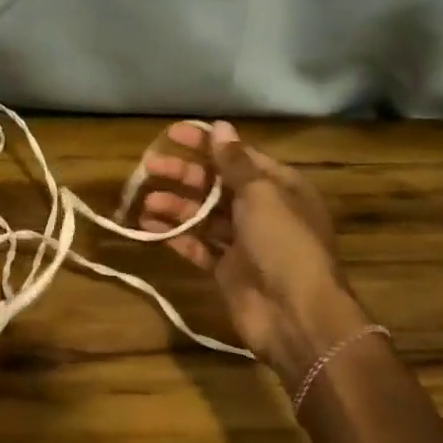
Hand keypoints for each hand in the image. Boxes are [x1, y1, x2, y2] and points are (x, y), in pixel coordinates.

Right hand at [138, 121, 366, 384]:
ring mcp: (244, 242)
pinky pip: (197, 246)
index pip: (237, 156)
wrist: (297, 315)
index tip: (172, 134)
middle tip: (149, 167)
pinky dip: (175, 236)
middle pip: (216, 185)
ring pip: (204, 216)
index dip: (205, 144)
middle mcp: (262, 211)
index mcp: (279, 186)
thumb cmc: (283, 243)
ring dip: (175, 206)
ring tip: (146, 201)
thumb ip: (235, 162)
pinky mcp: (226, 270)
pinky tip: (148, 227)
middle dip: (183, 175)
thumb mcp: (262, 194)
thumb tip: (221, 126)